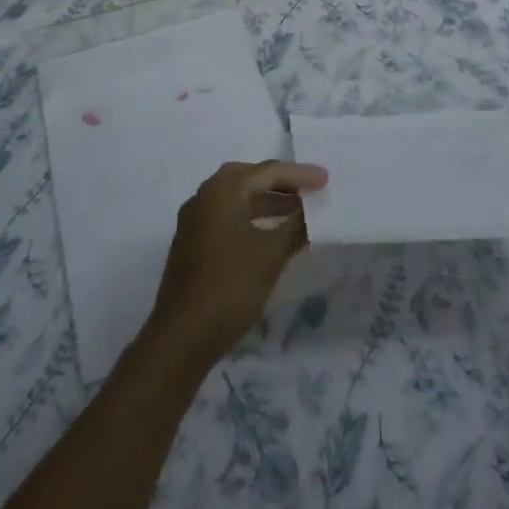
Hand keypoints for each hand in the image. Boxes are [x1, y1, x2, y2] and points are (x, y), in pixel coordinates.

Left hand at [146, 160, 327, 366]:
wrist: (182, 336)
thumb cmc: (230, 287)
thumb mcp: (271, 255)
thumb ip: (296, 226)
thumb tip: (313, 210)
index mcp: (222, 190)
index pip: (267, 171)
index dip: (299, 175)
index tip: (326, 179)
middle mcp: (205, 196)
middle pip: (249, 178)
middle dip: (280, 183)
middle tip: (308, 191)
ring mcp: (195, 220)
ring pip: (237, 199)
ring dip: (266, 202)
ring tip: (297, 213)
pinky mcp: (192, 242)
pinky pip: (227, 217)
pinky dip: (251, 217)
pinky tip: (270, 235)